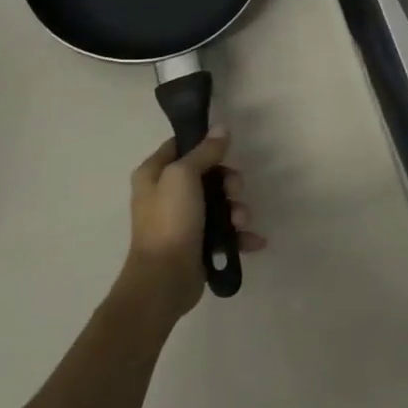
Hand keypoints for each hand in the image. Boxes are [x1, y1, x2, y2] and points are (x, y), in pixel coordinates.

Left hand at [117, 128, 265, 323]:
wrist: (164, 279)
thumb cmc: (170, 220)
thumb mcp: (184, 176)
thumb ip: (204, 151)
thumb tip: (221, 128)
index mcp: (154, 174)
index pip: (181, 146)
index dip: (204, 144)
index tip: (226, 149)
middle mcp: (165, 194)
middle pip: (207, 174)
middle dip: (229, 182)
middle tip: (234, 190)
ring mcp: (182, 221)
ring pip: (220, 203)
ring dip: (237, 210)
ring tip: (240, 222)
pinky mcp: (198, 243)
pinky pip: (225, 232)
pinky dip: (240, 235)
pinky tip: (253, 241)